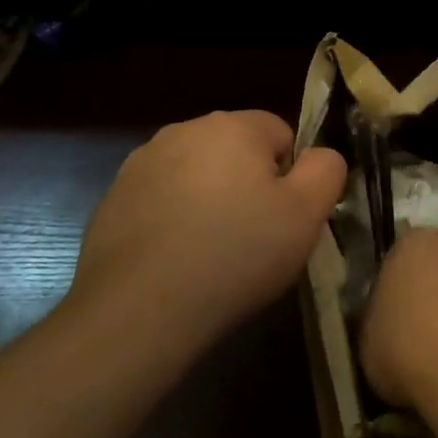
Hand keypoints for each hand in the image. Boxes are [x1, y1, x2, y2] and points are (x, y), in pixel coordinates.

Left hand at [70, 111, 345, 346]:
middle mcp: (183, 131)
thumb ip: (326, 170)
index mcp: (232, 126)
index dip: (290, 176)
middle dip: (248, 184)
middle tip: (253, 237)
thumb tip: (320, 156)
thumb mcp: (306, 214)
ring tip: (211, 253)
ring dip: (208, 199)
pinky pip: (160, 200)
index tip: (283, 217)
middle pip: (235, 151)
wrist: (140, 311)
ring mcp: (140, 164)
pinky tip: (175, 261)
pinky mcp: (112, 200)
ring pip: (196, 174)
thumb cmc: (236, 254)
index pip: (280, 133)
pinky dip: (172, 220)